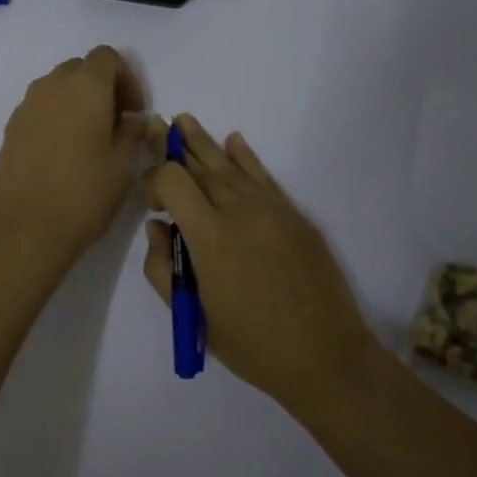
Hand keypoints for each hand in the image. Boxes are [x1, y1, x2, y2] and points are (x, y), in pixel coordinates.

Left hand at [0, 47, 146, 269]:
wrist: (23, 229)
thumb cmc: (83, 194)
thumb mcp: (123, 166)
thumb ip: (132, 133)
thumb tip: (132, 120)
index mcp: (85, 86)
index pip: (107, 57)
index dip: (127, 78)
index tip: (135, 112)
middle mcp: (52, 86)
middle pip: (81, 68)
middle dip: (103, 87)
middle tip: (117, 123)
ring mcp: (26, 106)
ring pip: (58, 87)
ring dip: (78, 101)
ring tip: (91, 138)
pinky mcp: (11, 128)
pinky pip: (40, 108)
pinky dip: (57, 116)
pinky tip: (64, 153)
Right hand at [144, 115, 380, 411]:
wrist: (326, 356)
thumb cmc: (251, 344)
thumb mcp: (192, 316)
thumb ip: (163, 267)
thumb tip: (158, 228)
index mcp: (210, 236)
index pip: (172, 181)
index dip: (153, 180)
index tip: (150, 202)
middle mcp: (239, 210)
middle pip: (199, 165)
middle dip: (172, 145)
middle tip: (154, 124)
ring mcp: (271, 208)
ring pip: (230, 165)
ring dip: (204, 142)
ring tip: (184, 120)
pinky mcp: (294, 215)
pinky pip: (263, 176)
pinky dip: (245, 157)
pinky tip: (233, 141)